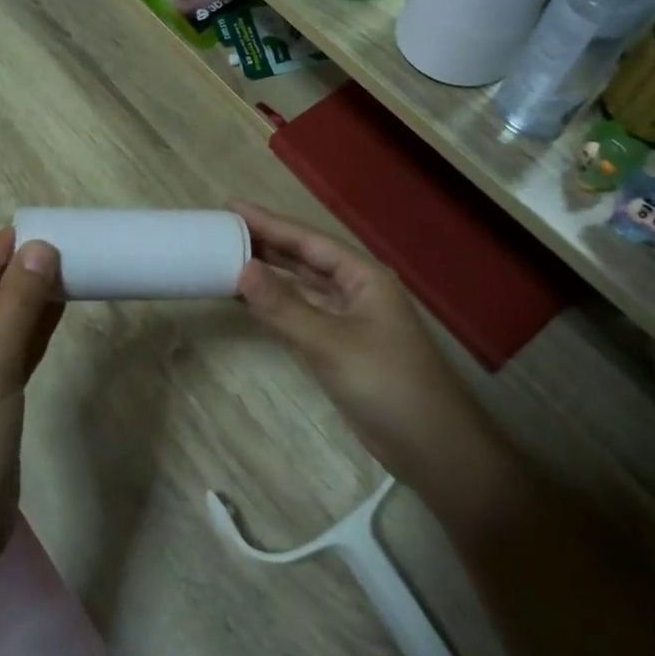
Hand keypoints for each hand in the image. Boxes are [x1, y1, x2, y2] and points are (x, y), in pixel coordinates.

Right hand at [231, 201, 498, 514]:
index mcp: (364, 277)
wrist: (431, 447)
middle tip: (223, 230)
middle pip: (305, 259)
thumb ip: (284, 307)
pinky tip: (252, 301)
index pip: (309, 241)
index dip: (270, 222)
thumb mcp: (331, 343)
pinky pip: (302, 316)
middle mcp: (357, 291)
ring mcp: (349, 321)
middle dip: (267, 243)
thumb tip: (242, 269)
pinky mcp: (341, 349)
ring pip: (303, 287)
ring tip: (229, 257)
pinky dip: (276, 307)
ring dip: (270, 274)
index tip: (232, 207)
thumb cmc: (387, 385)